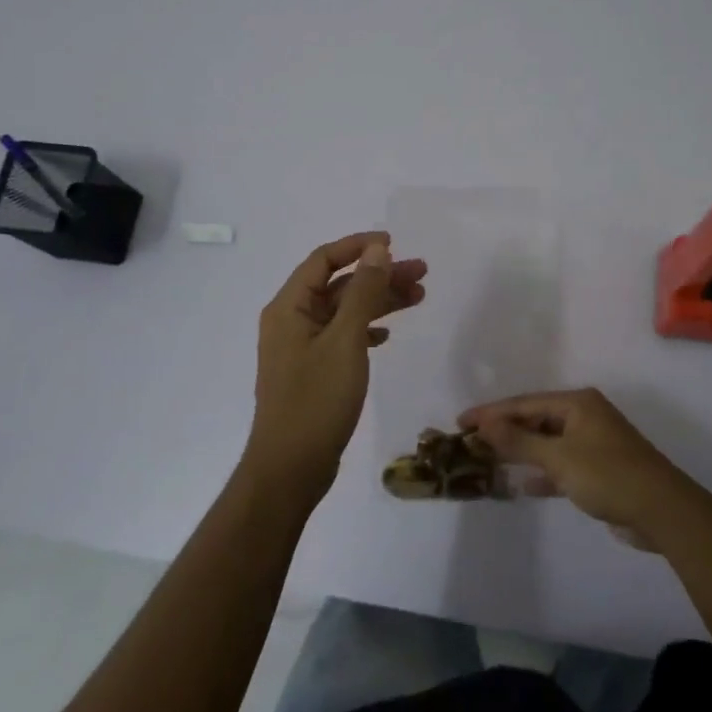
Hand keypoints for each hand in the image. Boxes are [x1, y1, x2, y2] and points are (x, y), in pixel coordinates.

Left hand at [246, 232, 426, 507]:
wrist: (290, 468)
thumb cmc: (316, 399)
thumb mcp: (345, 340)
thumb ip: (363, 292)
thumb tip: (378, 250)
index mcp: (289, 307)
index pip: (324, 259)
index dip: (358, 246)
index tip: (395, 243)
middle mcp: (291, 321)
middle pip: (339, 285)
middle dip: (379, 276)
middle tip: (422, 273)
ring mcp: (301, 347)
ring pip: (344, 311)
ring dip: (378, 302)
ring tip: (419, 298)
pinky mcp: (313, 371)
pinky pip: (342, 337)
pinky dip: (366, 330)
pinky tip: (388, 335)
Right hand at [458, 389, 693, 545]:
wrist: (662, 511)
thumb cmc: (608, 475)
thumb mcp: (559, 457)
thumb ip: (519, 441)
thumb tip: (485, 424)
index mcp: (577, 403)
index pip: (524, 403)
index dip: (491, 412)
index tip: (461, 422)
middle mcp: (585, 416)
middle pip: (535, 419)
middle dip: (505, 431)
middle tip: (471, 442)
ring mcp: (593, 442)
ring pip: (547, 442)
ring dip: (521, 452)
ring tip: (489, 461)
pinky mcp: (599, 469)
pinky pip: (561, 464)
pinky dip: (542, 472)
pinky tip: (522, 485)